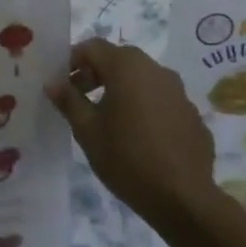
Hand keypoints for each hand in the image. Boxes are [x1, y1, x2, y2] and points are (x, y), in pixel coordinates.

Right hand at [46, 39, 213, 228]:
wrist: (184, 199)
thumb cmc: (127, 158)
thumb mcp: (87, 130)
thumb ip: (69, 100)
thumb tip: (53, 82)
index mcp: (127, 67)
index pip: (92, 47)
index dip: (72, 60)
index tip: (61, 83)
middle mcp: (156, 69)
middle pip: (119, 60)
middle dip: (96, 74)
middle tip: (80, 98)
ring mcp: (179, 92)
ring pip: (142, 79)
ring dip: (122, 90)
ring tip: (109, 119)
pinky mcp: (192, 115)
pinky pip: (161, 101)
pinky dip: (145, 108)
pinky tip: (139, 137)